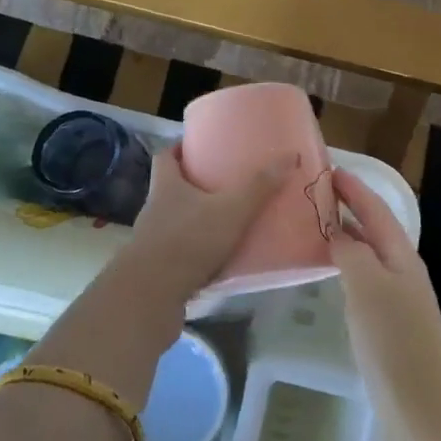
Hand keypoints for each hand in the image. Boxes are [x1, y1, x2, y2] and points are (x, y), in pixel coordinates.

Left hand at [116, 146, 290, 313]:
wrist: (151, 294)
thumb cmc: (189, 240)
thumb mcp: (231, 210)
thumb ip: (259, 186)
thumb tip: (289, 156)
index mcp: (166, 186)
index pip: (165, 156)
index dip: (180, 149)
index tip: (199, 145)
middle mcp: (154, 209)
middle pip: (170, 188)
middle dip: (193, 185)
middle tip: (223, 184)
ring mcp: (152, 240)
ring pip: (174, 221)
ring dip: (195, 220)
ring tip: (225, 222)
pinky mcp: (156, 269)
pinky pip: (178, 252)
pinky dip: (195, 251)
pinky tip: (217, 259)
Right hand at [332, 170, 440, 440]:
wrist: (423, 413)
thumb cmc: (395, 343)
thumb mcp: (368, 288)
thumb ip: (351, 252)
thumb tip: (337, 232)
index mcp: (401, 257)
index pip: (375, 210)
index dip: (353, 188)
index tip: (327, 168)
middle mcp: (402, 273)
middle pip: (374, 230)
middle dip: (349, 208)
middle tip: (315, 193)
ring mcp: (397, 302)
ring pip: (368, 256)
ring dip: (346, 237)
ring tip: (315, 226)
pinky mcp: (388, 329)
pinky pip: (362, 282)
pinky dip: (344, 267)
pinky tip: (328, 275)